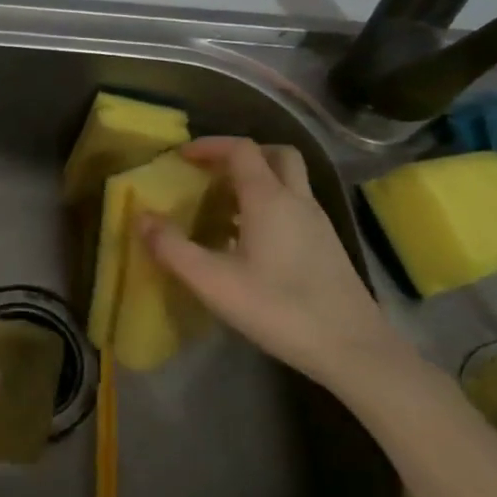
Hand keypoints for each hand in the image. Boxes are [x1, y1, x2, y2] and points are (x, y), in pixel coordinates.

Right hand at [140, 137, 408, 388]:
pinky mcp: (327, 246)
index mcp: (269, 199)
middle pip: (275, 155)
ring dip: (257, 181)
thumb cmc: (279, 309)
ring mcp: (318, 223)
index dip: (210, 146)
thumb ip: (173, 248)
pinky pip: (295, 207)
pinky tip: (250, 242)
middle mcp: (298, 200)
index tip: (182, 157)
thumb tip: (141, 217)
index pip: (241, 149)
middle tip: (211, 173)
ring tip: (223, 208)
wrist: (354, 350)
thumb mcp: (214, 282)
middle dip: (241, 155)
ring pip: (289, 181)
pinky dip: (270, 206)